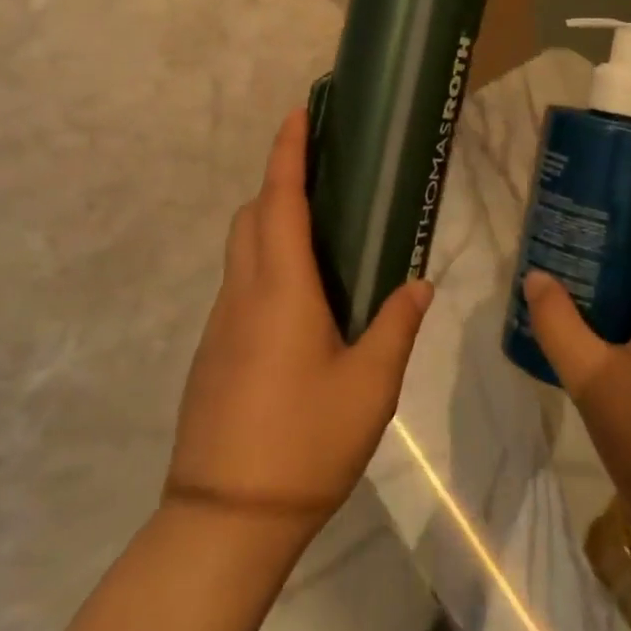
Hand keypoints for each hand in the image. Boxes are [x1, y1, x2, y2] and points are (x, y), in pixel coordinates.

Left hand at [166, 109, 432, 540]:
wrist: (224, 518)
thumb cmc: (304, 442)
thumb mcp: (370, 387)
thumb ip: (395, 327)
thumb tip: (418, 284)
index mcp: (281, 288)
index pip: (280, 199)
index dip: (287, 151)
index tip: (298, 112)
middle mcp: (243, 292)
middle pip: (251, 215)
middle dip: (277, 182)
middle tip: (319, 175)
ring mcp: (220, 322)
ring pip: (240, 250)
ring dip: (268, 223)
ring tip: (315, 234)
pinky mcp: (211, 351)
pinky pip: (237, 285)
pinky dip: (262, 265)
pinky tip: (297, 303)